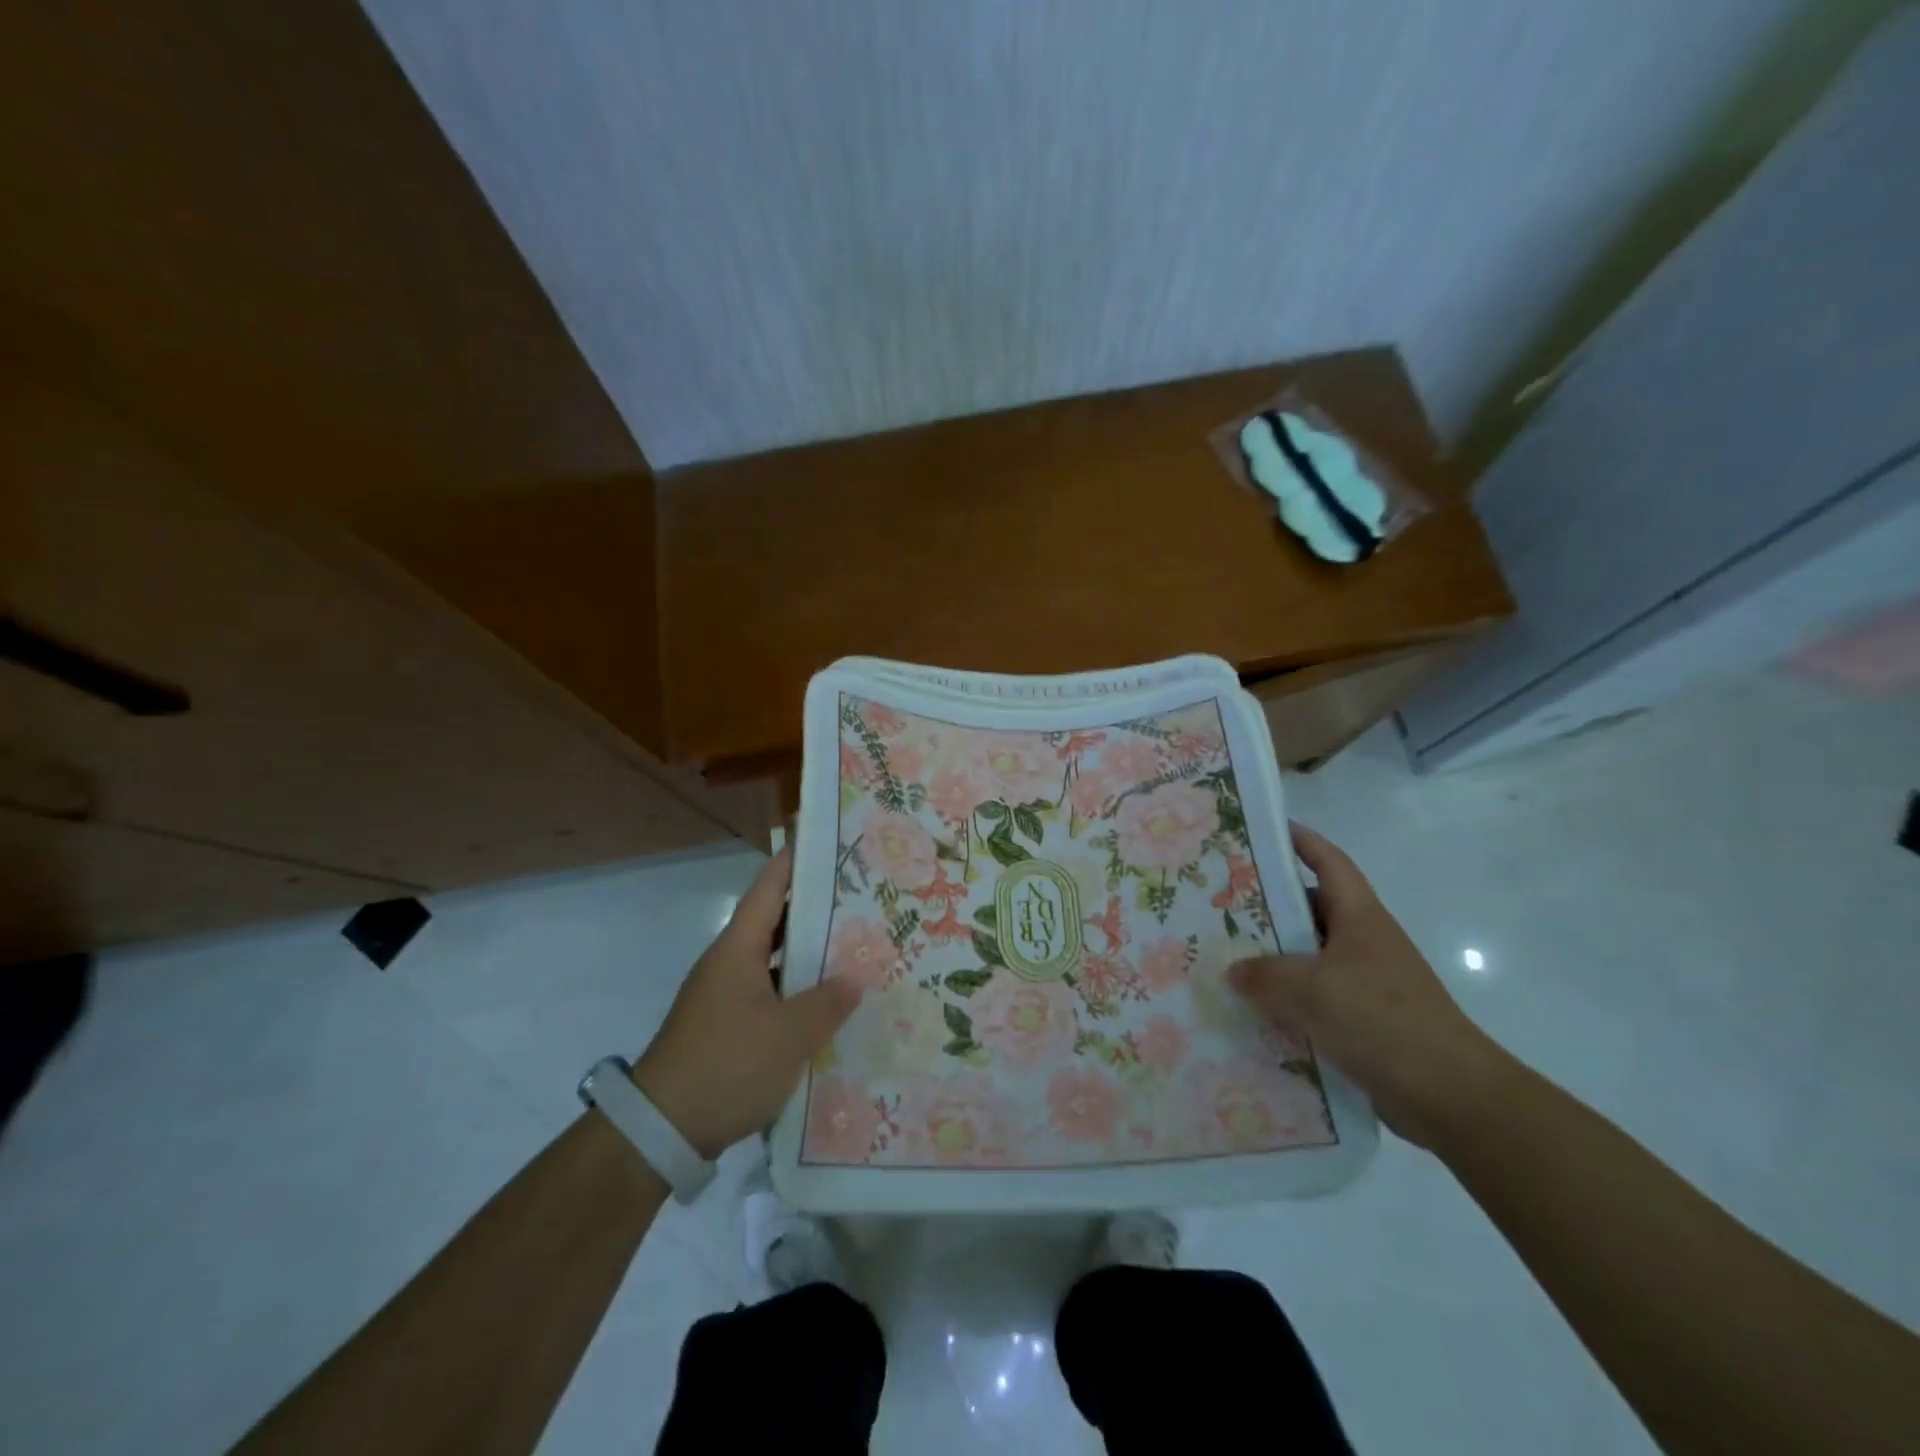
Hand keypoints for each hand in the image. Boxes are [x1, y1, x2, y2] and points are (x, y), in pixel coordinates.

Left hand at [632, 848, 861, 1158]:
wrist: (662, 1131)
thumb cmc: (726, 1065)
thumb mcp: (788, 1035)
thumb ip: (827, 1003)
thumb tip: (854, 980)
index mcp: (737, 950)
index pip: (769, 889)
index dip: (795, 862)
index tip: (826, 843)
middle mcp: (729, 963)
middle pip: (775, 921)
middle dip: (815, 908)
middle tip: (860, 897)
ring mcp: (725, 996)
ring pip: (774, 960)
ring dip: (809, 953)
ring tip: (855, 945)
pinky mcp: (727, 1026)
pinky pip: (770, 992)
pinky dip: (797, 989)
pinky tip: (828, 1002)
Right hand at [1228, 823, 1514, 1148]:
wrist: (1451, 1096)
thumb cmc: (1381, 1020)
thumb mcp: (1310, 990)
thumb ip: (1263, 975)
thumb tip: (1233, 971)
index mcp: (1360, 917)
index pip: (1329, 862)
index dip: (1300, 841)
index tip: (1263, 830)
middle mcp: (1364, 942)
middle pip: (1312, 908)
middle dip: (1270, 903)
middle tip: (1222, 901)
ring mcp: (1367, 982)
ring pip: (1310, 956)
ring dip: (1275, 957)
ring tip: (1227, 956)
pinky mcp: (1365, 1020)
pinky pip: (1316, 997)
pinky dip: (1288, 998)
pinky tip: (1254, 1010)